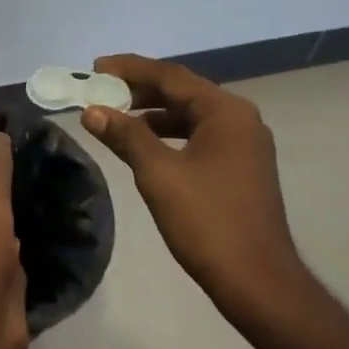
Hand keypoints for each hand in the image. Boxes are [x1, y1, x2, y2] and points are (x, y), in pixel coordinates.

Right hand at [82, 54, 314, 325]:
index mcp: (225, 112)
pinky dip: (167, 134)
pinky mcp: (240, 167)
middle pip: (181, 91)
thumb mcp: (158, 174)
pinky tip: (143, 146)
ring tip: (114, 116)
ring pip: (189, 115)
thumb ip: (125, 135)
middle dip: (139, 89)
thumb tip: (92, 110)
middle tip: (99, 90)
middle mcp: (239, 119)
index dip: (129, 69)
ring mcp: (243, 144)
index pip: (170, 76)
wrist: (256, 280)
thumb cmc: (207, 221)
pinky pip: (197, 136)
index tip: (94, 67)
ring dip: (151, 113)